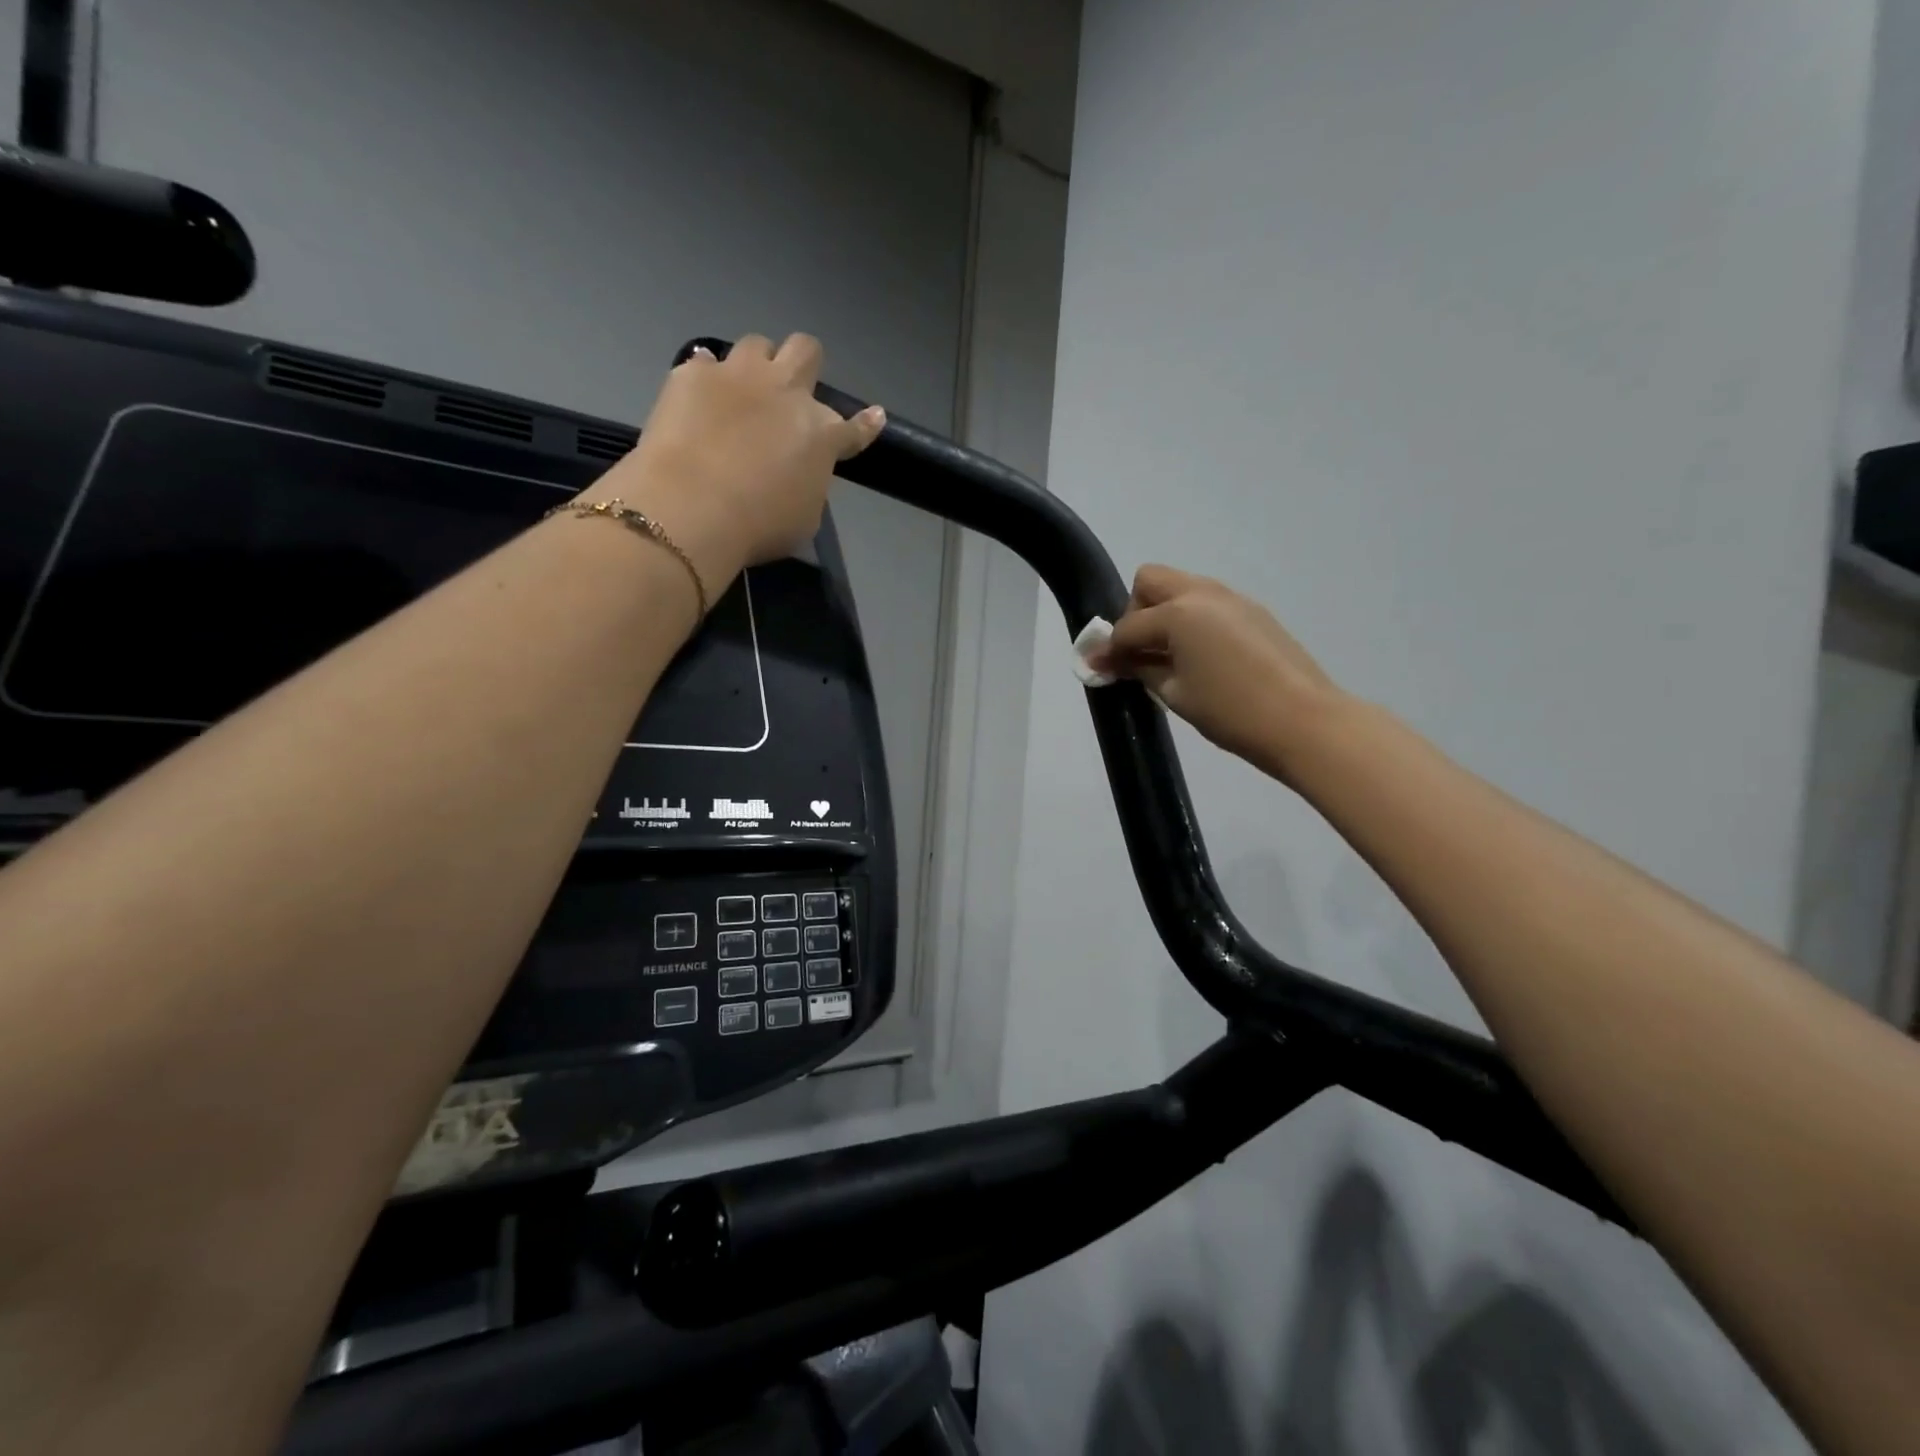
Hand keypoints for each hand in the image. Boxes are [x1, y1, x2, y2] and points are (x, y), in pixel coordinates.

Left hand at [594, 333, 884, 588]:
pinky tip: (698, 399)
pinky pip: (705, 362)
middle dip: (803, 366)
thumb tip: (800, 472)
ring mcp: (739, 376)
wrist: (693, 509)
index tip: (873, 416)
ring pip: (758, 344)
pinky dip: (706, 379)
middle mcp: (787, 392)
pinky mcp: (693, 374)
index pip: (855, 426)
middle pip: (807, 350)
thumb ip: (809, 484)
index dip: (866, 423)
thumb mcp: (804, 518)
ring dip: (756, 365)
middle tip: (789, 391)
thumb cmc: (759, 527)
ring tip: (742, 392)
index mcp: (822, 435)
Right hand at [1091, 565, 1349, 783]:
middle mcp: (1203, 593)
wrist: (1303, 721)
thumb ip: (1140, 669)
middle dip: (1136, 611)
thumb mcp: (1175, 693)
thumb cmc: (1230, 711)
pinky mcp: (1253, 612)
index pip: (1129, 626)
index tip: (1100, 669)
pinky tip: (1201, 657)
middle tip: (1140, 650)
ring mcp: (1233, 599)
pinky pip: (1208, 604)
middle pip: (1151, 580)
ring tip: (1170, 657)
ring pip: (1182, 588)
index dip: (1109, 649)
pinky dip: (1192, 621)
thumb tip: (1111, 660)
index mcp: (1179, 612)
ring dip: (1165, 613)